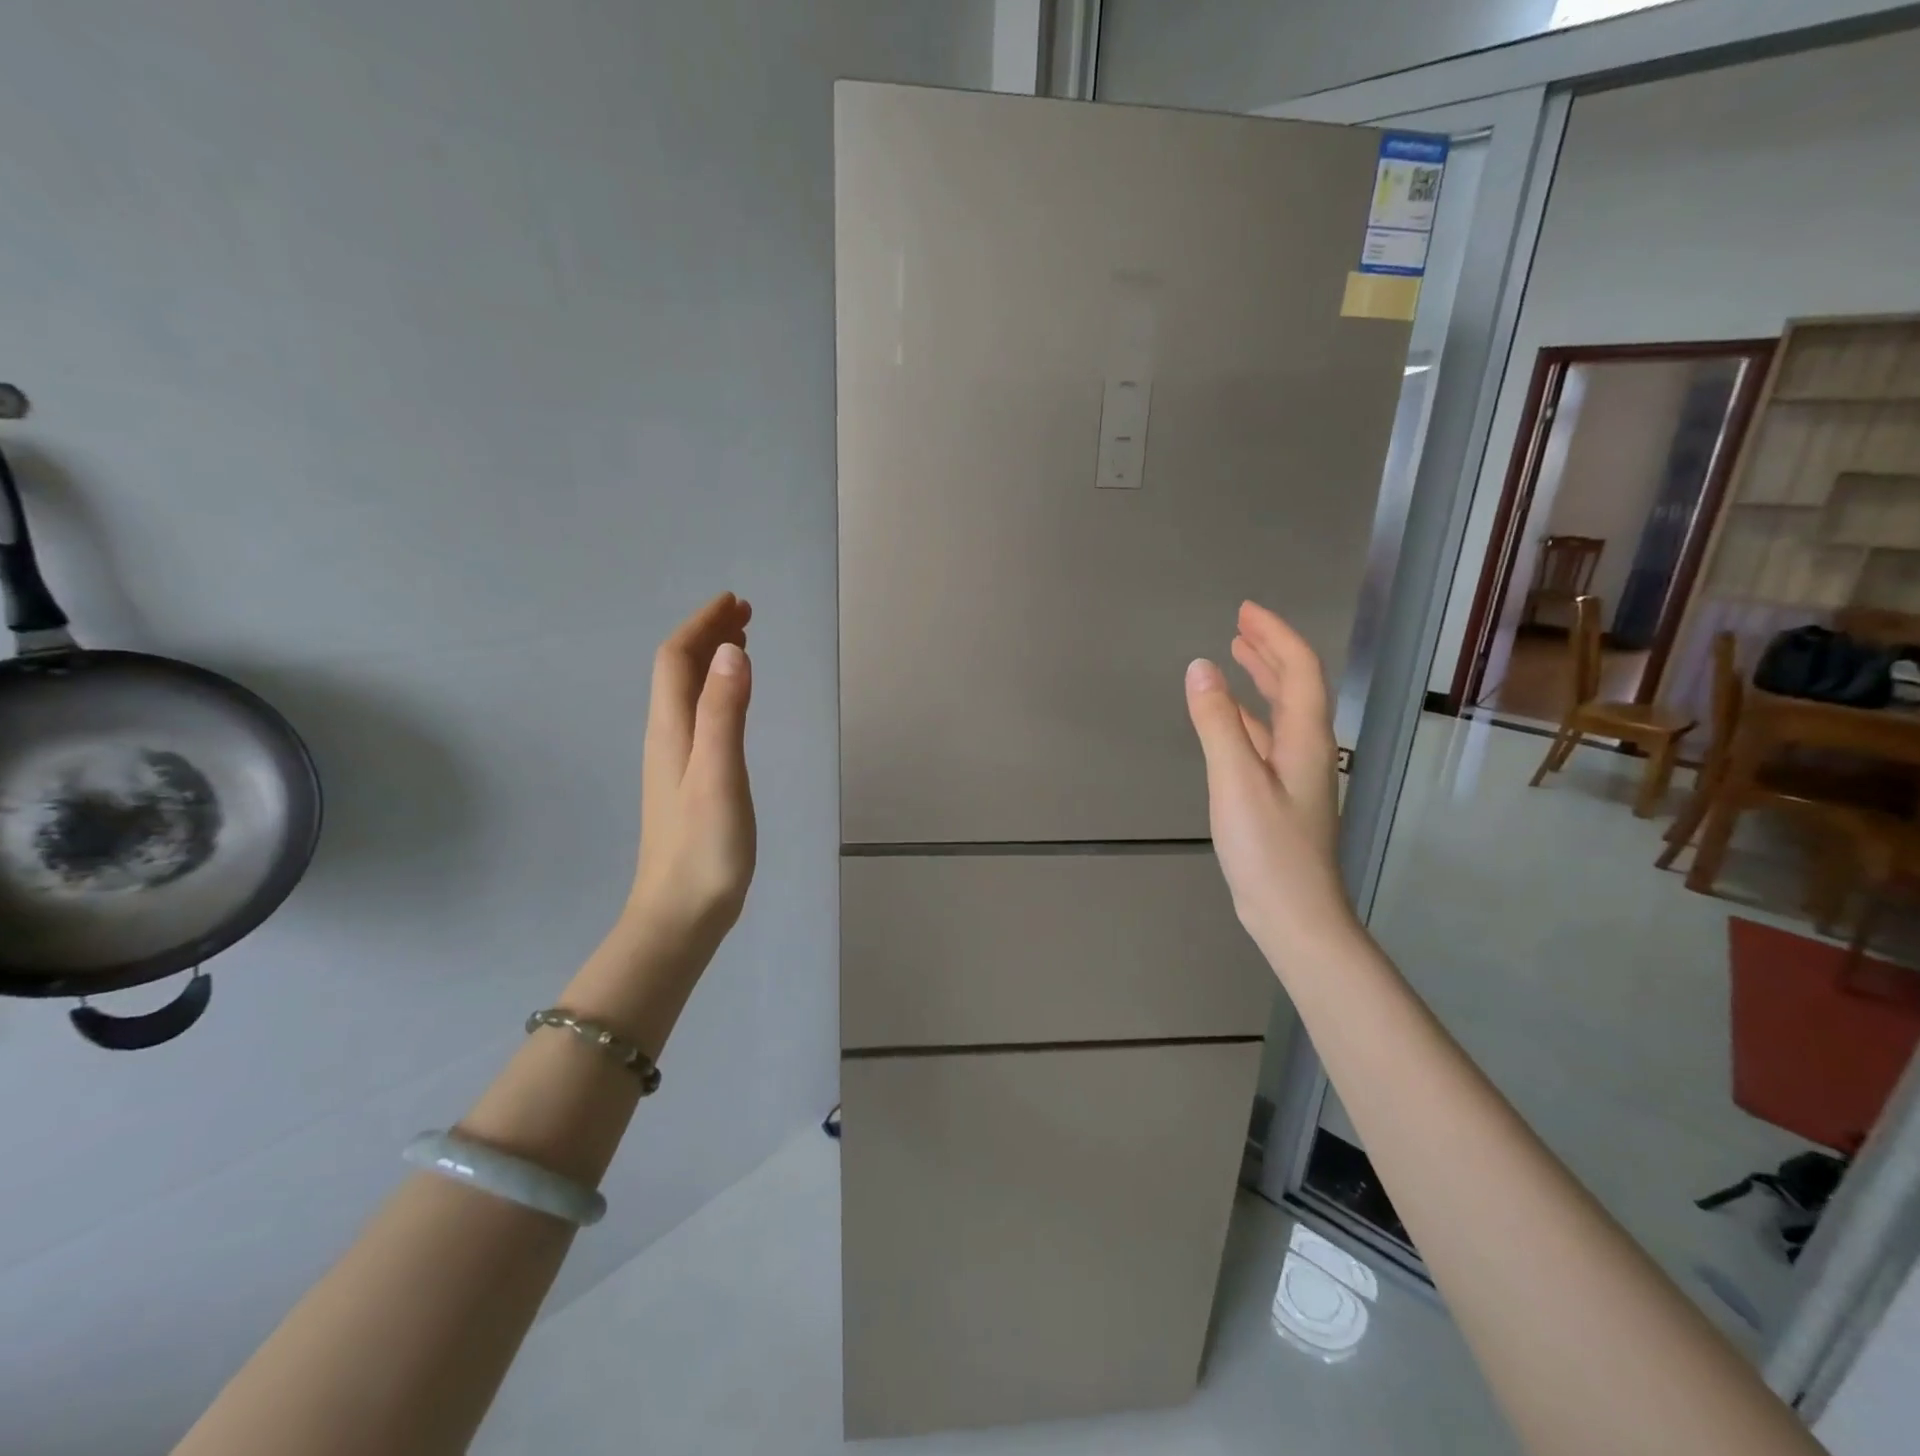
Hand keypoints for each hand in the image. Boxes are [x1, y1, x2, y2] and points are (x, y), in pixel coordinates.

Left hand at [624, 592, 756, 954]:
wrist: (680, 913)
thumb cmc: (704, 847)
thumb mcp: (719, 774)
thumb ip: (725, 712)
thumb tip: (732, 650)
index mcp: (671, 730)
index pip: (677, 660)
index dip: (702, 625)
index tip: (734, 602)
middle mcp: (667, 737)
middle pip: (679, 672)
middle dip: (708, 636)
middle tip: (745, 614)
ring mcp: (675, 761)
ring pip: (687, 694)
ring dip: (711, 661)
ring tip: (742, 644)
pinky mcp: (687, 781)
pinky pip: (698, 716)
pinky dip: (716, 692)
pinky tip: (731, 702)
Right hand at [1184, 601, 1356, 960]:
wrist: (1294, 915)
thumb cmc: (1268, 848)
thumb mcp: (1235, 781)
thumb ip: (1217, 723)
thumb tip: (1200, 667)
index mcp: (1304, 739)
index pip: (1299, 671)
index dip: (1275, 636)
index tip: (1244, 611)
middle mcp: (1307, 750)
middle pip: (1296, 687)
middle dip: (1270, 651)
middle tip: (1240, 625)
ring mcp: (1295, 776)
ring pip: (1281, 714)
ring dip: (1261, 682)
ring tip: (1235, 659)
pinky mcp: (1279, 797)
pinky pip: (1266, 740)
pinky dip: (1248, 719)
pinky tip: (1230, 722)